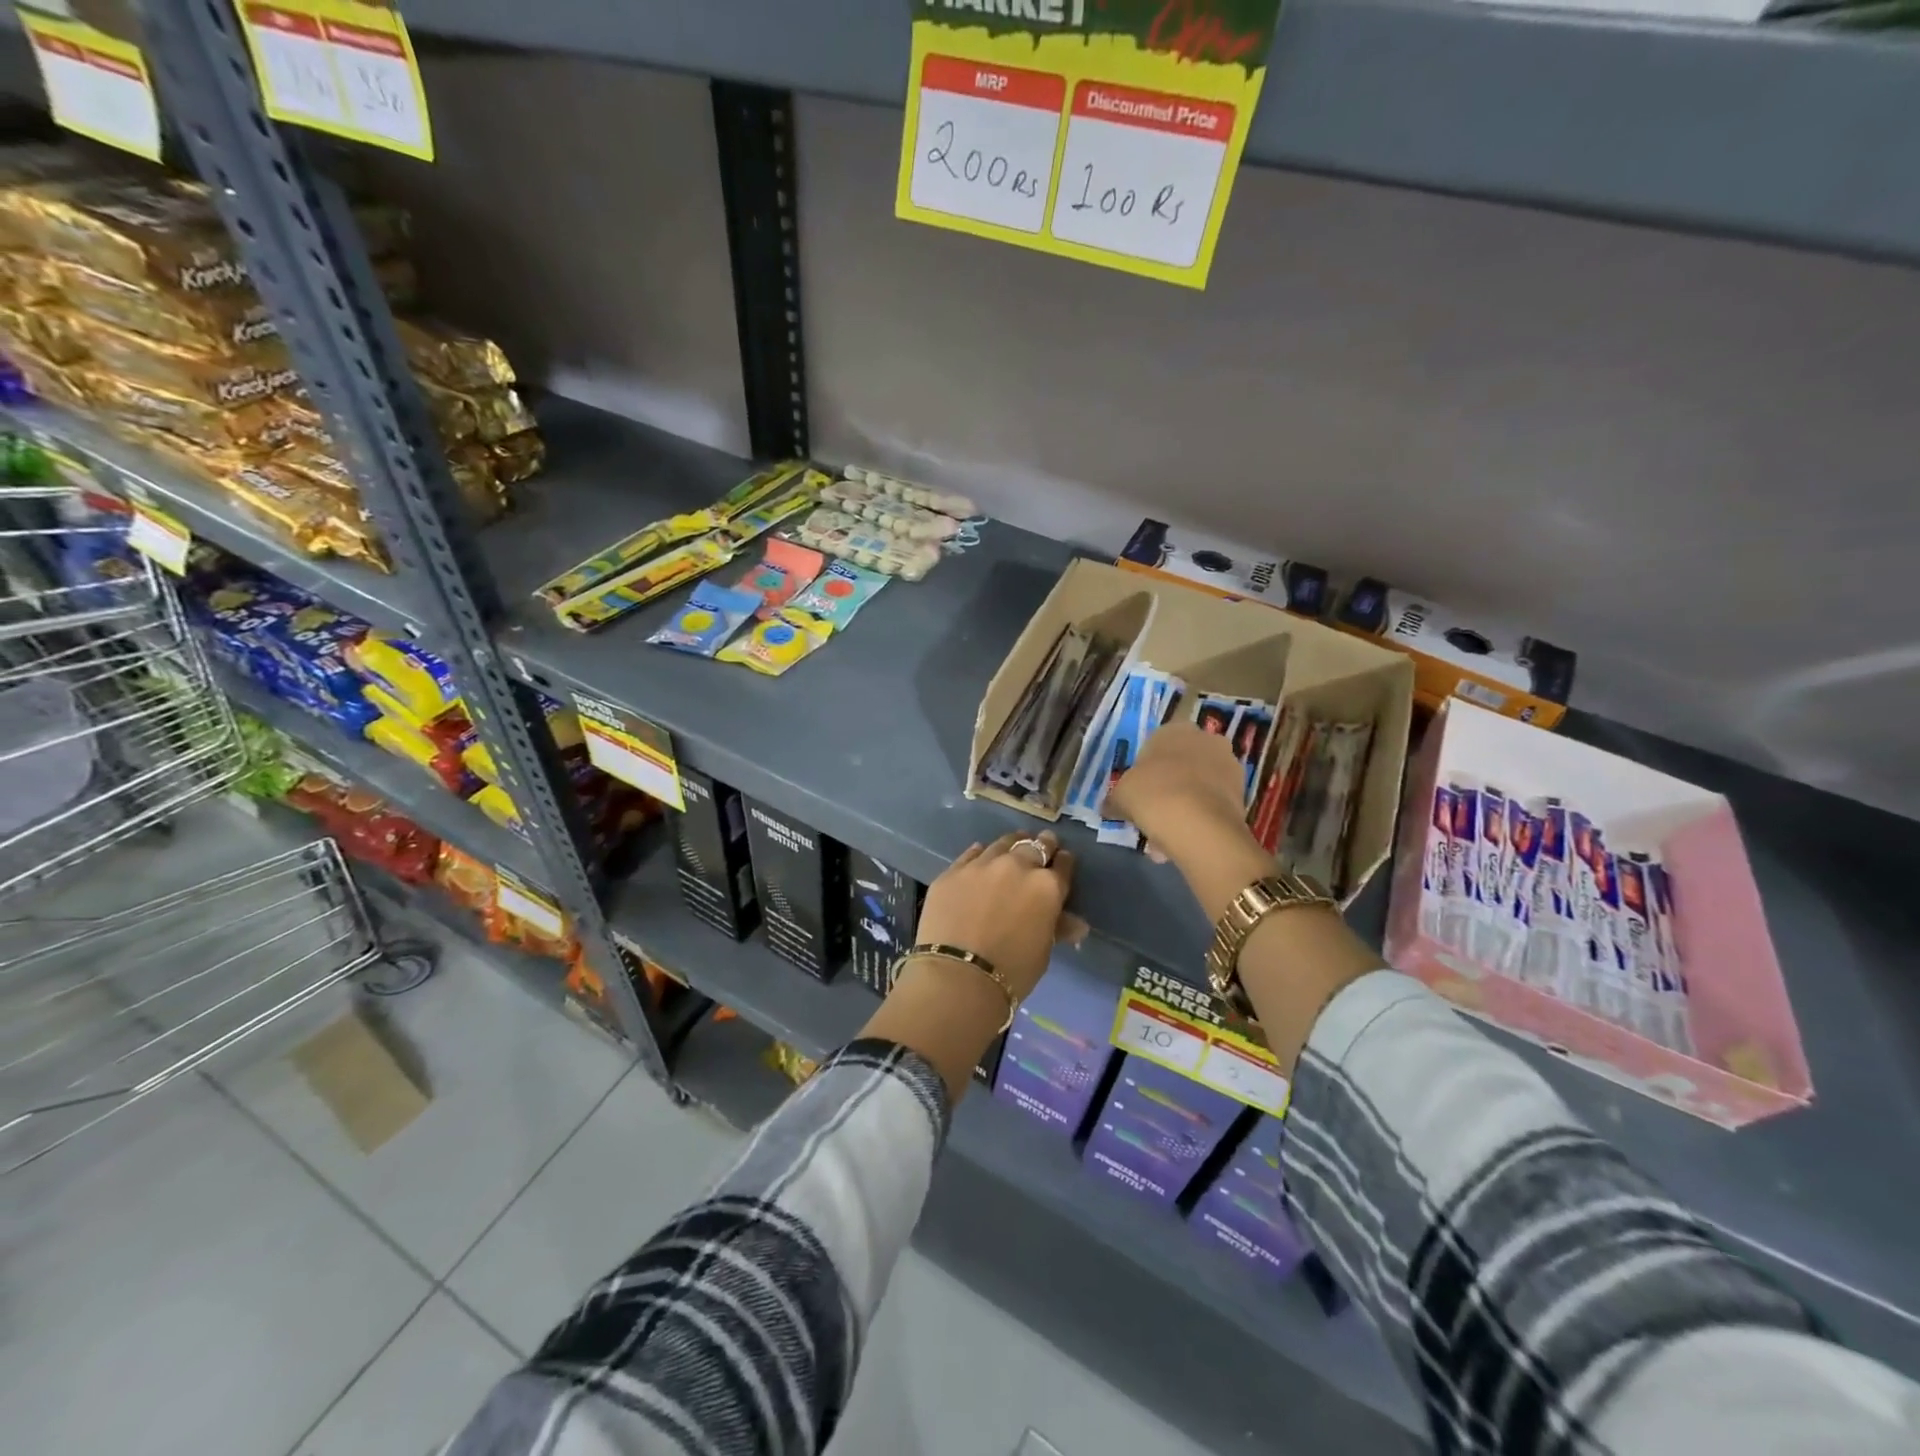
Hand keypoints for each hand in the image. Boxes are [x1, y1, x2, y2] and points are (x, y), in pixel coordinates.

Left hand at [913, 830, 1075, 1000]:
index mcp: (1047, 886)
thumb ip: (1058, 927)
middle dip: (1042, 845)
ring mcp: (982, 865)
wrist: (958, 976)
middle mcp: (1017, 866)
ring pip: (1003, 843)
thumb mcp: (1043, 951)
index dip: (1064, 863)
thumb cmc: (1012, 971)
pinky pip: (972, 854)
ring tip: (1012, 848)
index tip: (1063, 862)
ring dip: (1012, 845)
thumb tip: (1077, 925)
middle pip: (1035, 845)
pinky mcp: (953, 871)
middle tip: (1042, 846)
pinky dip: (980, 855)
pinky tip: (980, 858)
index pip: (1063, 865)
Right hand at [1106, 721, 1256, 863]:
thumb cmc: (1152, 795)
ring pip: (1198, 786)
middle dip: (1168, 787)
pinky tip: (1184, 840)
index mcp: (1173, 730)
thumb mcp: (1121, 796)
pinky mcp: (1243, 792)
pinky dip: (1200, 818)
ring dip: (1184, 805)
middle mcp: (1205, 739)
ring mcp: (1228, 764)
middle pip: (1181, 764)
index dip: (1145, 771)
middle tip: (1153, 813)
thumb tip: (1109, 807)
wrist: (1198, 824)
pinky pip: (1213, 803)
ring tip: (1167, 836)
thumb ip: (1115, 799)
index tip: (1138, 793)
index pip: (1156, 744)